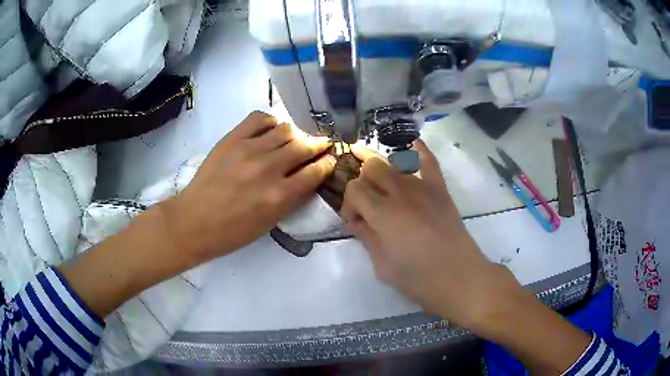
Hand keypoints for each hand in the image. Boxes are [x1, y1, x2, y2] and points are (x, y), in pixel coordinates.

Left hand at [161, 111, 335, 265]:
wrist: (195, 221)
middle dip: (318, 144)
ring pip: (285, 129)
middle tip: (320, 145)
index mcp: (280, 196)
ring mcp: (249, 150)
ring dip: (296, 134)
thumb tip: (308, 178)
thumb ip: (292, 199)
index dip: (327, 163)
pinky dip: (270, 121)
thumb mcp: (270, 223)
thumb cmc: (233, 231)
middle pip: (304, 146)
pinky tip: (271, 130)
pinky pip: (259, 119)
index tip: (330, 159)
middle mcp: (269, 168)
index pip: (315, 171)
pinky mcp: (232, 139)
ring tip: (294, 140)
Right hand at [341, 140, 519, 329]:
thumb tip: (357, 220)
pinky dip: (419, 151)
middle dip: (364, 184)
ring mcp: (423, 187)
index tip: (357, 223)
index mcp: (383, 213)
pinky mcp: (440, 189)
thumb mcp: (382, 265)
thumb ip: (367, 237)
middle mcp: (400, 192)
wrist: (460, 278)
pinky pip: (429, 161)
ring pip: (394, 163)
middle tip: (370, 206)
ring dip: (384, 175)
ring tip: (386, 191)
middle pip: (372, 167)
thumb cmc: (419, 279)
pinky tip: (412, 145)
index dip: (349, 205)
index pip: (354, 188)